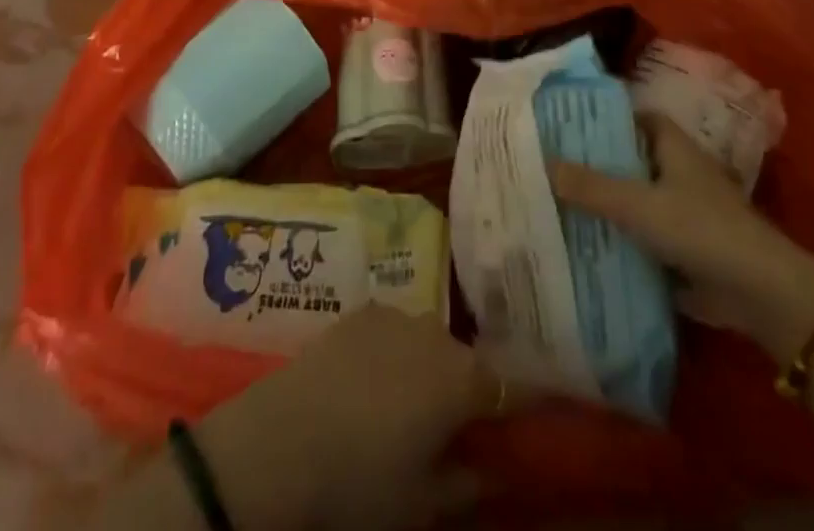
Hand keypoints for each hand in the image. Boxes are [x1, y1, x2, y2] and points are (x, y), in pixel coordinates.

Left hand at [193, 305, 510, 530]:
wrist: (282, 442)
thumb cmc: (361, 483)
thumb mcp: (423, 502)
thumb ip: (469, 480)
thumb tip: (497, 468)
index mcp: (463, 379)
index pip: (513, 387)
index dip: (525, 403)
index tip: (531, 417)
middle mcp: (436, 334)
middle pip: (467, 360)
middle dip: (468, 388)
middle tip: (455, 424)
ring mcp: (395, 315)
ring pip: (428, 342)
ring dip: (428, 367)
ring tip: (408, 403)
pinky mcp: (360, 311)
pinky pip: (393, 331)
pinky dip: (393, 352)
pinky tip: (372, 382)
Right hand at [549, 114, 813, 364]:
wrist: (760, 294)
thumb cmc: (700, 229)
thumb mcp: (638, 204)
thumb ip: (591, 187)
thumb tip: (544, 163)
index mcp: (673, 147)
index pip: (636, 118)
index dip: (606, 117)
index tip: (569, 122)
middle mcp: (680, 173)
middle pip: (632, 160)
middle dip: (598, 163)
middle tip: (553, 164)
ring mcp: (686, 213)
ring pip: (637, 200)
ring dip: (608, 205)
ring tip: (559, 203)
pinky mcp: (687, 251)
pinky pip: (645, 238)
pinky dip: (622, 241)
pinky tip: (587, 246)